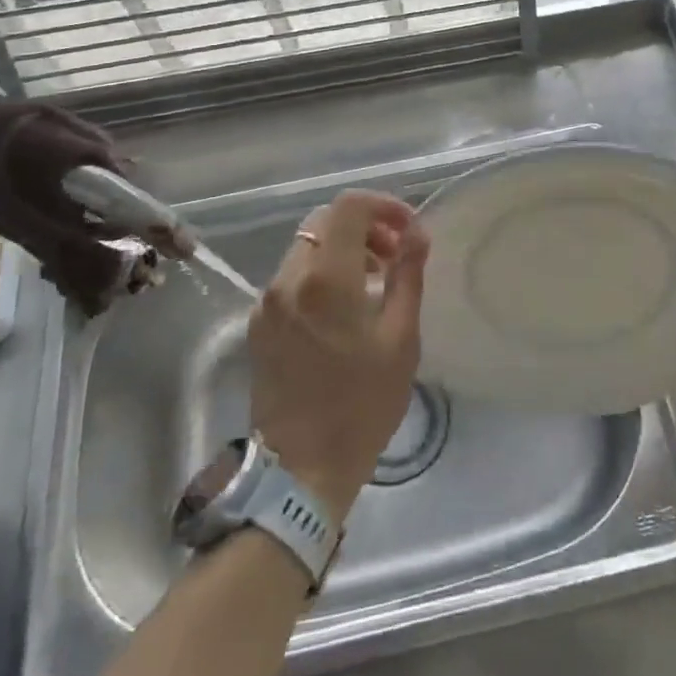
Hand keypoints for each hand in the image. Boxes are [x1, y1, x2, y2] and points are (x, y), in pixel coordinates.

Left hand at [249, 190, 428, 520]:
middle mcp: (288, 280)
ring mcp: (267, 301)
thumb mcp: (401, 339)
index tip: (408, 229)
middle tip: (395, 255)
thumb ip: (409, 275)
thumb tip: (417, 233)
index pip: (349, 207)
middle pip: (325, 222)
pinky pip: (292, 276)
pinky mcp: (258, 322)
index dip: (384, 206)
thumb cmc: (362, 405)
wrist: (301, 470)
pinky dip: (321, 272)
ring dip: (343, 248)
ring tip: (375, 279)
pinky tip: (344, 305)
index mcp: (326, 281)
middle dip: (365, 226)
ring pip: (307, 246)